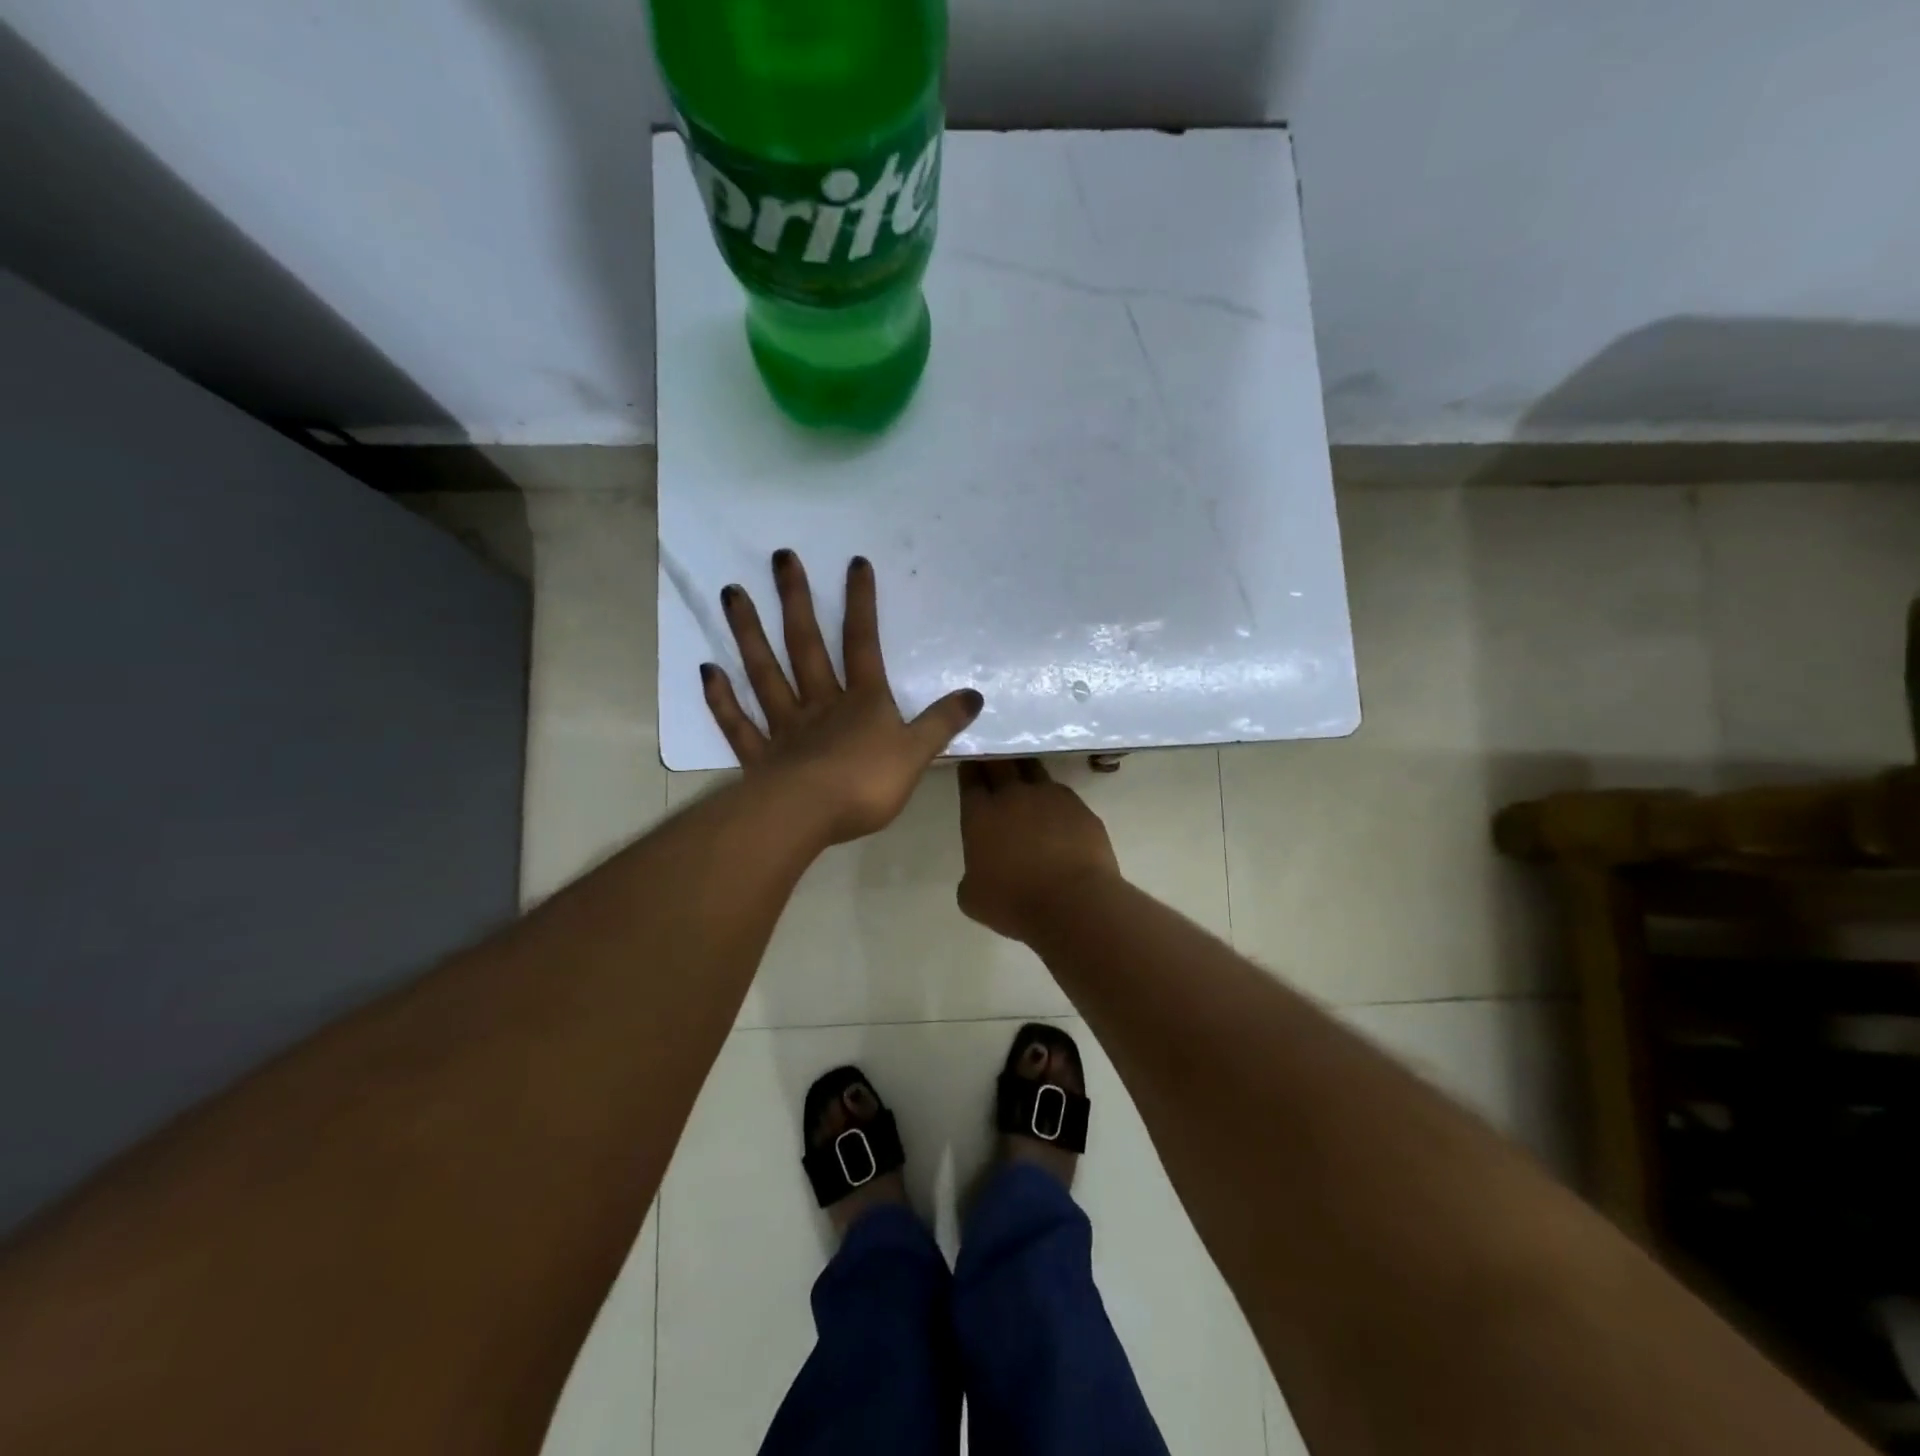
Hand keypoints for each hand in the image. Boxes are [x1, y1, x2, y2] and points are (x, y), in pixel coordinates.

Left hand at [702, 551, 983, 845]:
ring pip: (765, 673)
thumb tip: (974, 695)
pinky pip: (738, 723)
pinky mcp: (760, 757)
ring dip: (748, 634)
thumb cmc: (866, 784)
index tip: (854, 563)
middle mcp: (820, 704)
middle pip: (805, 645)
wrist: (809, 817)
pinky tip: (708, 671)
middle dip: (796, 601)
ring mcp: (785, 728)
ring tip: (732, 593)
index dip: (861, 604)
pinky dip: (722, 698)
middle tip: (780, 558)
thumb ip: (941, 723)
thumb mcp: (916, 753)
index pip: (863, 643)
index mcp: (861, 702)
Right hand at [956, 759, 1121, 942]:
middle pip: (1000, 762)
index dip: (970, 768)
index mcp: (981, 813)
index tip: (971, 764)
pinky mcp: (1081, 807)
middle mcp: (1013, 795)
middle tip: (994, 761)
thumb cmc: (1014, 903)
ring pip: (1034, 769)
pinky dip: (1055, 800)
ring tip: (1025, 781)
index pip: (971, 777)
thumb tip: (981, 870)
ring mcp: (1050, 796)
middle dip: (995, 759)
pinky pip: (1063, 794)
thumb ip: (971, 875)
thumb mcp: (973, 898)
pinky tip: (1057, 814)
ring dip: (1025, 771)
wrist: (1074, 903)